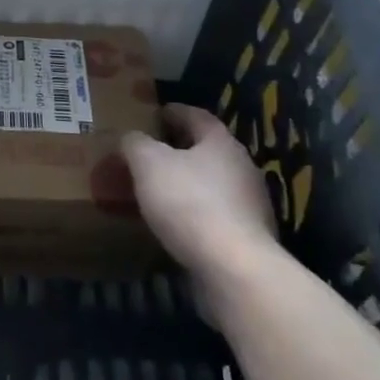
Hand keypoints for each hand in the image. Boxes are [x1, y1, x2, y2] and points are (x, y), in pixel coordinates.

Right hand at [122, 104, 276, 274]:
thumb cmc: (189, 203)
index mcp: (221, 143)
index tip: (157, 112)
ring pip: (213, 183)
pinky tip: (175, 223)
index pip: (197, 116)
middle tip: (152, 151)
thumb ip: (135, 144)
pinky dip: (195, 212)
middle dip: (180, 148)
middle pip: (208, 150)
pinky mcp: (248, 237)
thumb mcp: (148, 163)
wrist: (234, 267)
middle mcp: (242, 168)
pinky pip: (215, 214)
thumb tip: (130, 138)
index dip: (175, 112)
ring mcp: (250, 204)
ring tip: (158, 189)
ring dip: (188, 182)